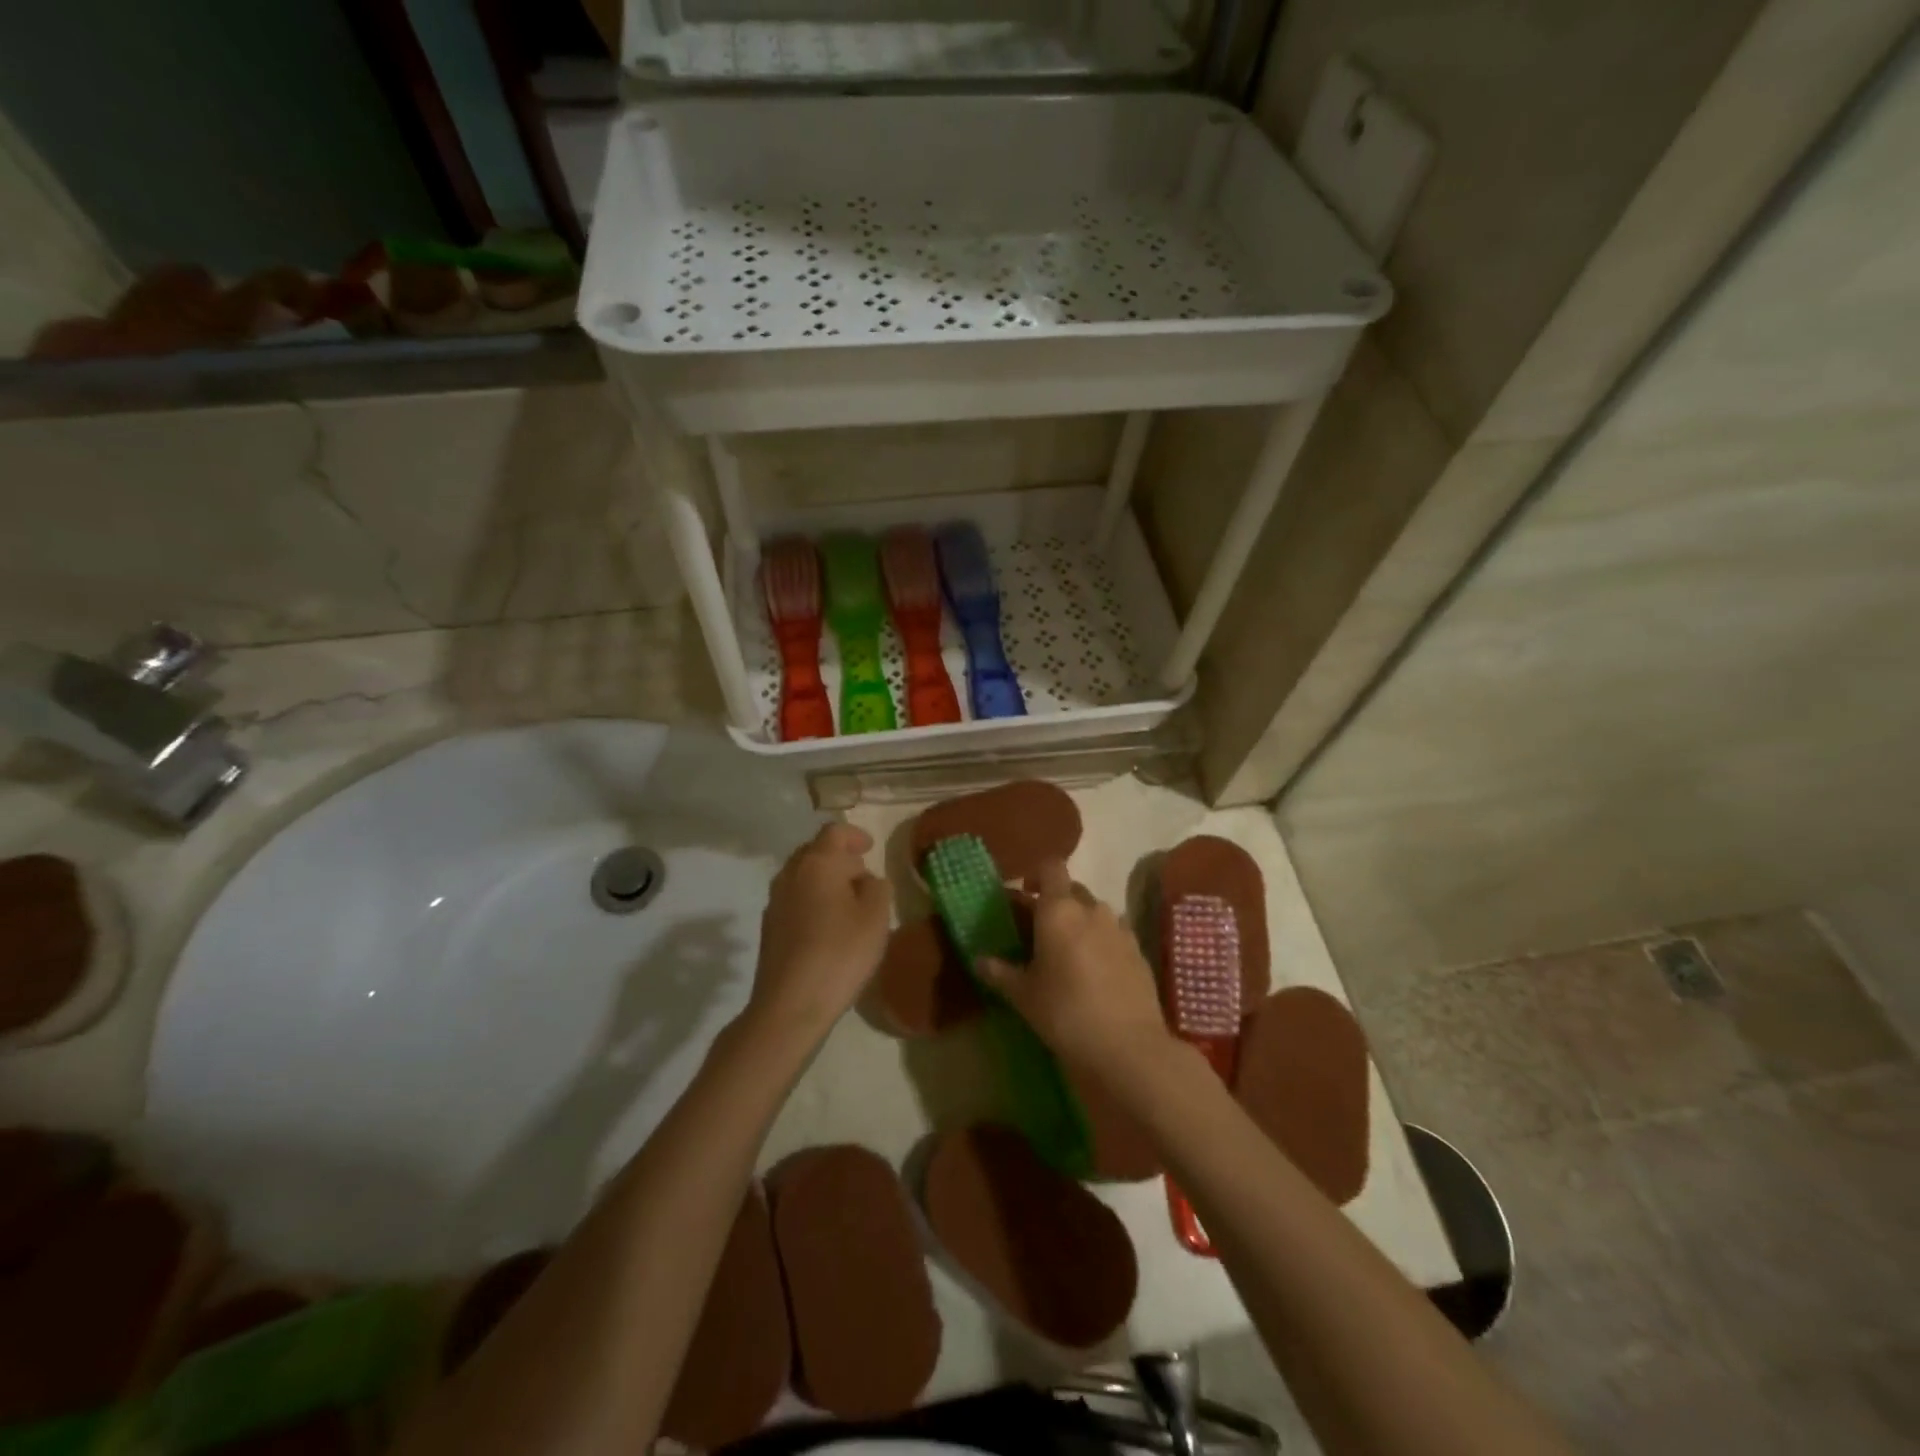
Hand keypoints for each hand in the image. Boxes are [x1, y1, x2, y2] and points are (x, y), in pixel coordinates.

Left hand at [749, 822, 892, 1037]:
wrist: (790, 1004)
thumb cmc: (840, 953)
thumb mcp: (876, 917)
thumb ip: (877, 888)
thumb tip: (865, 880)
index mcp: (817, 863)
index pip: (834, 832)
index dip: (854, 835)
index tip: (870, 847)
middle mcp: (790, 874)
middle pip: (814, 851)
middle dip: (838, 857)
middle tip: (862, 874)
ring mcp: (775, 901)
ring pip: (802, 876)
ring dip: (824, 879)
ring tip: (848, 901)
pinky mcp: (769, 927)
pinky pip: (794, 899)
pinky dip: (812, 899)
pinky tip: (828, 925)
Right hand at [977, 861, 1172, 1080]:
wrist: (1128, 1046)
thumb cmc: (1065, 1012)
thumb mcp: (1024, 995)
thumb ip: (1000, 972)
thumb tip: (978, 960)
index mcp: (1059, 910)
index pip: (1050, 867)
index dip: (1036, 875)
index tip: (1025, 894)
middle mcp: (1092, 909)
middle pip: (1072, 889)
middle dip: (1055, 902)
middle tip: (1039, 931)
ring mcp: (1120, 928)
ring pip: (1095, 912)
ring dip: (1080, 922)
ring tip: (1068, 954)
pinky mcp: (1139, 951)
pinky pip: (1114, 933)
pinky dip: (1101, 942)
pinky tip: (1094, 972)